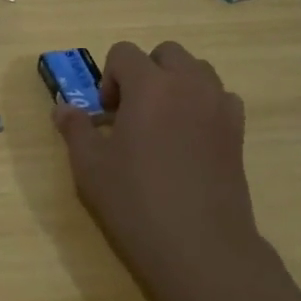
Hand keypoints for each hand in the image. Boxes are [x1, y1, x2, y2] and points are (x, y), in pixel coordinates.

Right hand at [53, 41, 275, 285]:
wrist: (200, 247)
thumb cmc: (136, 202)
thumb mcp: (90, 166)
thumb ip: (75, 129)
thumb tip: (63, 108)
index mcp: (150, 86)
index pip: (124, 53)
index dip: (109, 78)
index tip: (105, 115)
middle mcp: (189, 85)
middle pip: (167, 53)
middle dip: (145, 72)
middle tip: (131, 113)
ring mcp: (219, 108)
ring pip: (198, 71)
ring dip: (176, 84)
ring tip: (161, 124)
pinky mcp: (238, 133)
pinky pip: (220, 98)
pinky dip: (203, 105)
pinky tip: (189, 140)